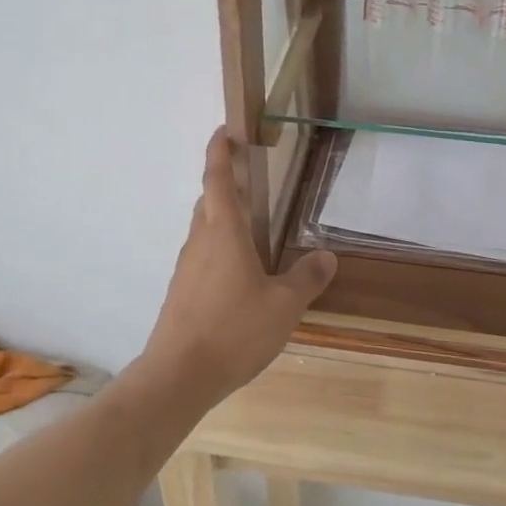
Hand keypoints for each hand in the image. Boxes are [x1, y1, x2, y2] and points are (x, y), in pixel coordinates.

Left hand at [143, 129, 337, 398]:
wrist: (179, 375)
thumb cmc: (234, 330)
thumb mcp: (284, 306)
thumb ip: (306, 278)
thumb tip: (327, 256)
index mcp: (224, 232)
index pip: (217, 178)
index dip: (220, 150)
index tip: (224, 130)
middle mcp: (200, 242)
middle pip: (208, 200)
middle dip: (224, 183)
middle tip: (250, 178)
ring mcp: (186, 267)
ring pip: (203, 229)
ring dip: (222, 217)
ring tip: (251, 227)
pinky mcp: (181, 291)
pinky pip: (201, 256)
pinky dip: (219, 248)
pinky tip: (239, 274)